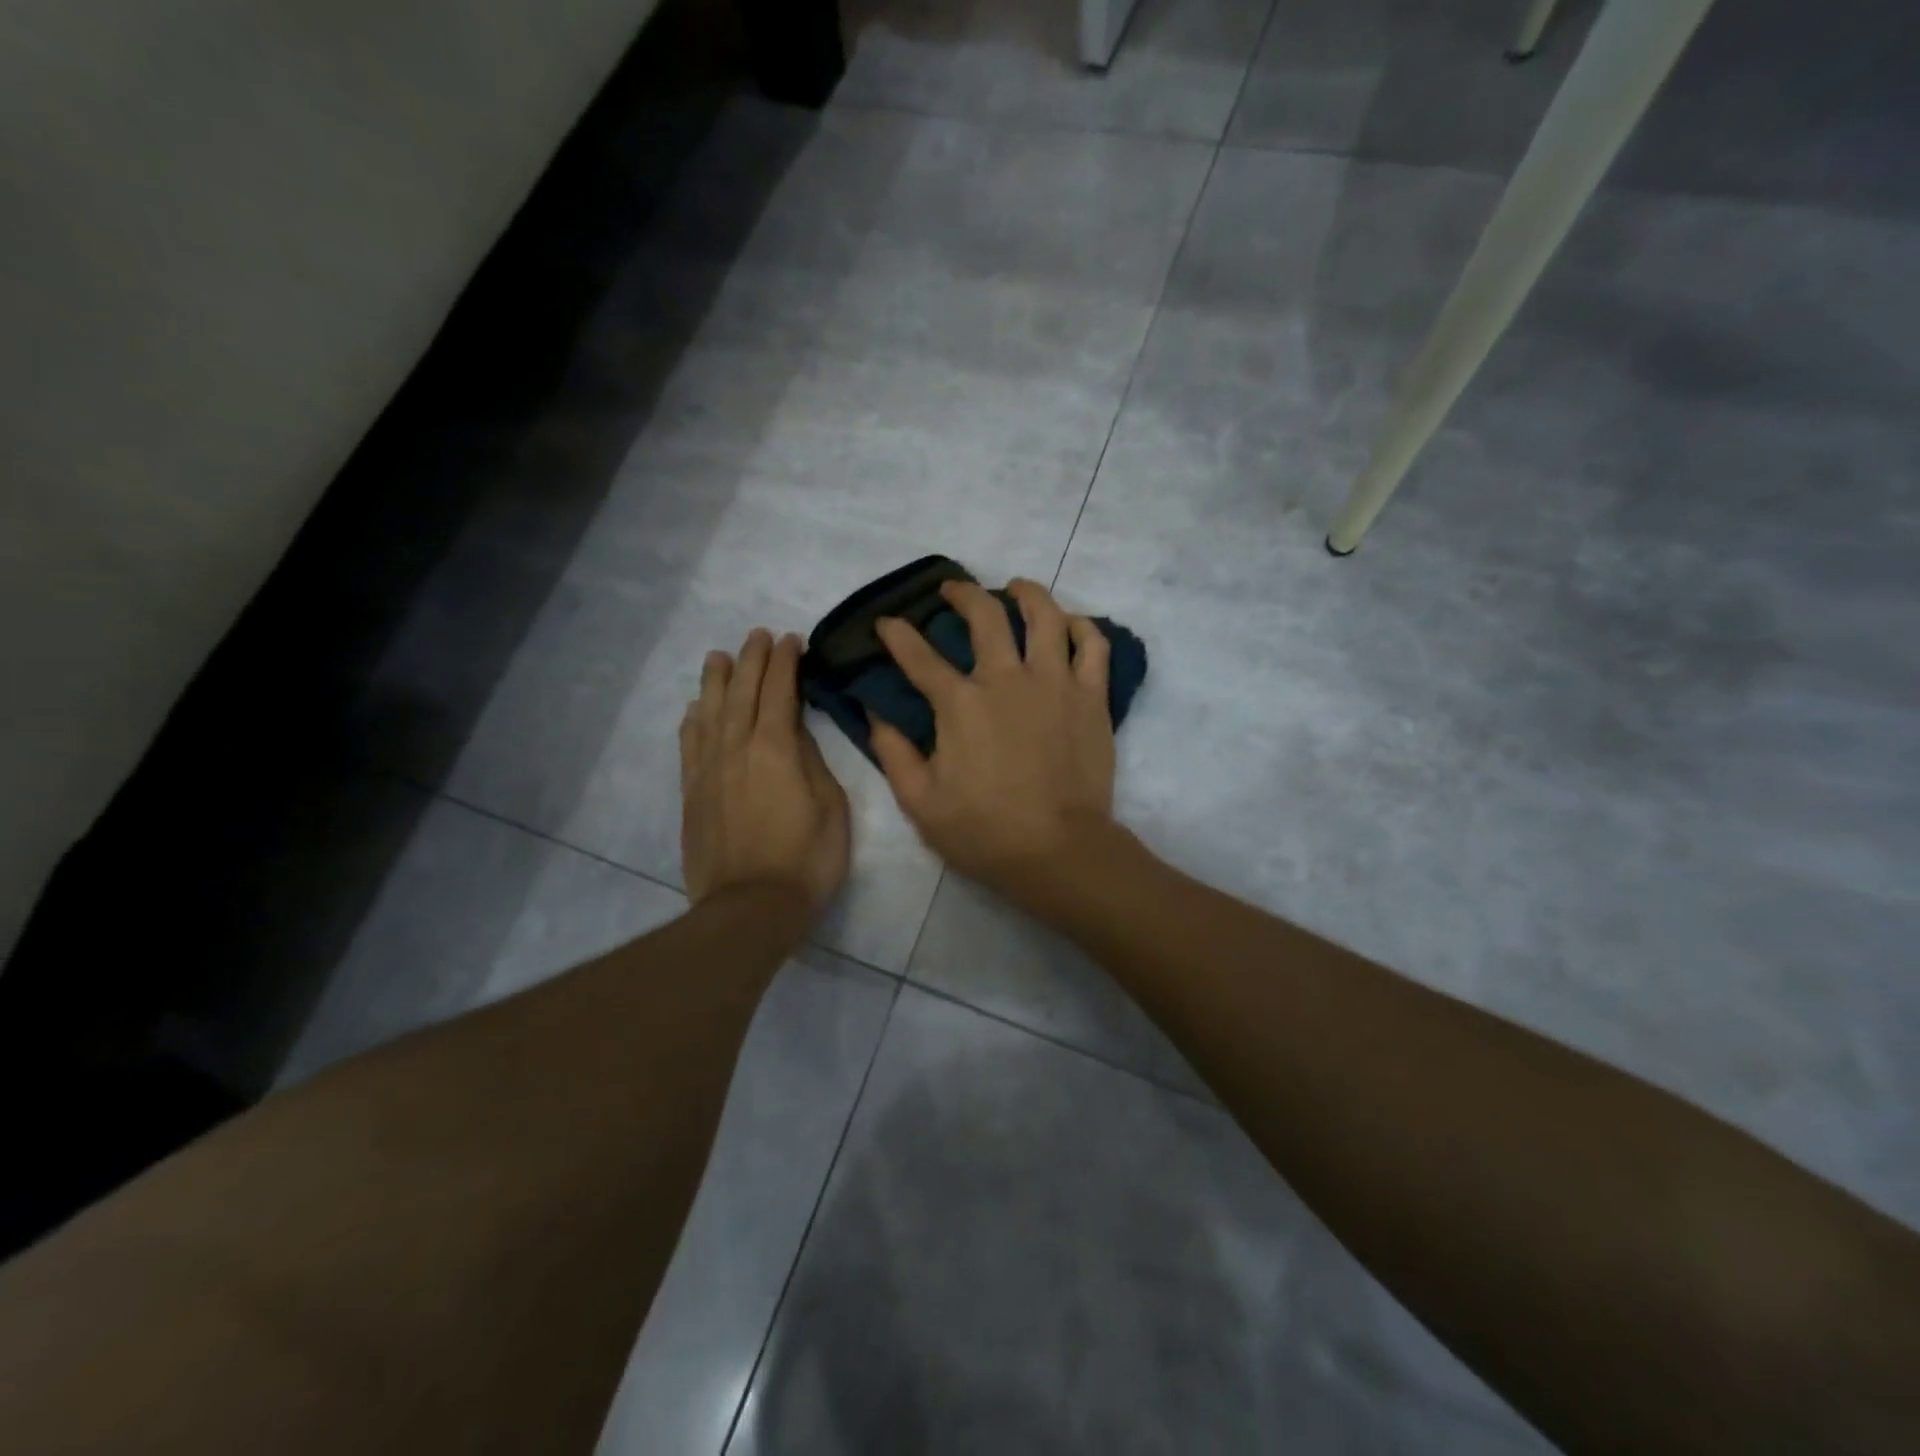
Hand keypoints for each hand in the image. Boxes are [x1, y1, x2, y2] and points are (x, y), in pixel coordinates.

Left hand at [680, 629, 849, 912]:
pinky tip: (695, 708)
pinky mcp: (692, 793)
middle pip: (741, 692)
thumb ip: (811, 761)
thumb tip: (795, 731)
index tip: (791, 640)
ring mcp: (709, 770)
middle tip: (758, 636)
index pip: (779, 691)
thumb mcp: (831, 807)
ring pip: (709, 712)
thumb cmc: (806, 859)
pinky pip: (690, 745)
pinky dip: (693, 720)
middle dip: (751, 660)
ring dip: (716, 680)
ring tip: (719, 656)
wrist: (751, 908)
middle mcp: (736, 748)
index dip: (785, 662)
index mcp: (775, 748)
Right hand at [871, 579, 1115, 896]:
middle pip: (985, 615)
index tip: (887, 623)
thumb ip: (894, 754)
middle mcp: (1007, 679)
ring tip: (1015, 588)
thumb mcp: (921, 802)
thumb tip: (876, 716)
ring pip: (1045, 615)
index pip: (919, 656)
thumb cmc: (985, 832)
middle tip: (952, 590)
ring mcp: (1055, 683)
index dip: (898, 634)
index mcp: (961, 704)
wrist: (1059, 851)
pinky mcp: (1091, 697)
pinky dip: (1081, 627)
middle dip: (962, 593)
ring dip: (1026, 593)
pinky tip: (1069, 624)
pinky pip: (1093, 645)